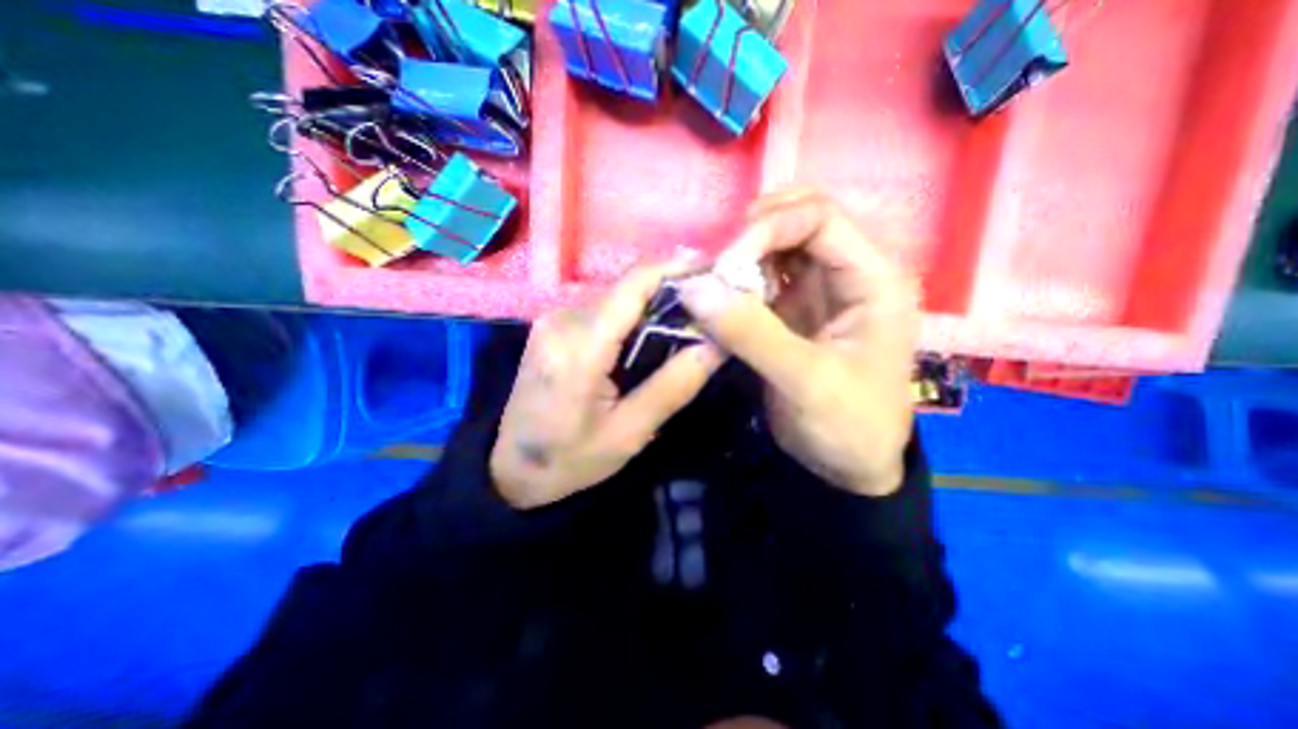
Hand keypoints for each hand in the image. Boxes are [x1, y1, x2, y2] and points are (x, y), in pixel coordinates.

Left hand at [490, 260, 724, 507]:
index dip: (675, 269)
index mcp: (579, 347)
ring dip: (653, 307)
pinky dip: (633, 318)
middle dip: (671, 293)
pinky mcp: (553, 327)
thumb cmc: (571, 458)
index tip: (714, 270)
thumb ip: (673, 386)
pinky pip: (603, 311)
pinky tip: (650, 338)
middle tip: (710, 310)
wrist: (511, 468)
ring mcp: (553, 320)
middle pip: (627, 289)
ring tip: (687, 325)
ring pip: (617, 298)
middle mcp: (563, 320)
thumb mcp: (629, 433)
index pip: (632, 286)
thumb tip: (716, 345)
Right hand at [675, 188, 915, 495]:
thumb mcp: (804, 381)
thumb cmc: (848, 425)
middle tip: (718, 267)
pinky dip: (738, 281)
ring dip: (742, 257)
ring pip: (778, 245)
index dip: (768, 229)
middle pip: (799, 220)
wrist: (849, 465)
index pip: (820, 217)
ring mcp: (820, 290)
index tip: (726, 265)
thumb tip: (694, 288)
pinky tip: (721, 299)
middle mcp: (850, 272)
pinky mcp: (794, 309)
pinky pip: (763, 277)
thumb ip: (751, 333)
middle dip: (753, 234)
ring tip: (715, 284)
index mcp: (874, 279)